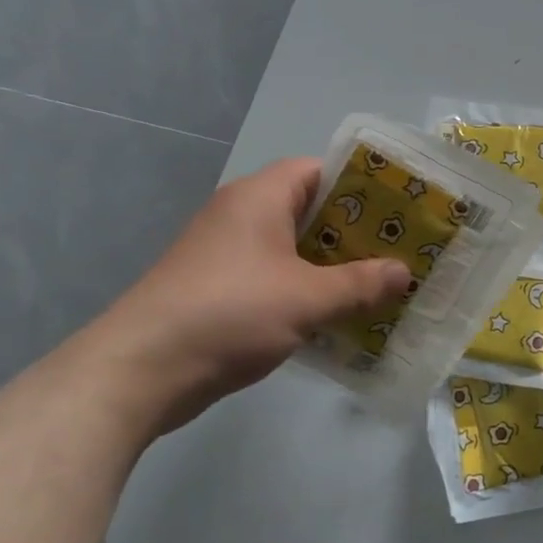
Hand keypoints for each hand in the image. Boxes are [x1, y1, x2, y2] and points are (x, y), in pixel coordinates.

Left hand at [78, 158, 411, 437]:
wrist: (138, 373)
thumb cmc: (229, 314)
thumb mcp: (308, 299)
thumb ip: (361, 284)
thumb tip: (404, 273)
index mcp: (260, 197)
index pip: (320, 169)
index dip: (362, 184)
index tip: (400, 207)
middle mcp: (241, 214)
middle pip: (310, 209)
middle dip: (355, 231)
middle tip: (399, 248)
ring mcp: (225, 252)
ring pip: (293, 247)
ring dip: (332, 264)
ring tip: (378, 282)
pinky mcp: (217, 287)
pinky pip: (275, 275)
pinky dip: (305, 287)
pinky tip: (336, 313)